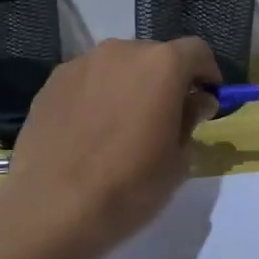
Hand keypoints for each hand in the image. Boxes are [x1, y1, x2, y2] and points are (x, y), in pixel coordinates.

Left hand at [0, 37, 221, 246]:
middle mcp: (121, 51)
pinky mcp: (51, 83)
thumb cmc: (129, 185)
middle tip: (165, 116)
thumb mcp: (177, 160)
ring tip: (123, 125)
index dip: (207, 73)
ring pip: (117, 67)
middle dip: (165, 80)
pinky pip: (87, 81)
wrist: (52, 206)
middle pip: (154, 56)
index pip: (196, 51)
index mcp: (161, 65)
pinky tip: (90, 132)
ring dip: (128, 86)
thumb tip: (196, 102)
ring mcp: (81, 64)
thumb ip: (190, 120)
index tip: (207, 99)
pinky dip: (96, 96)